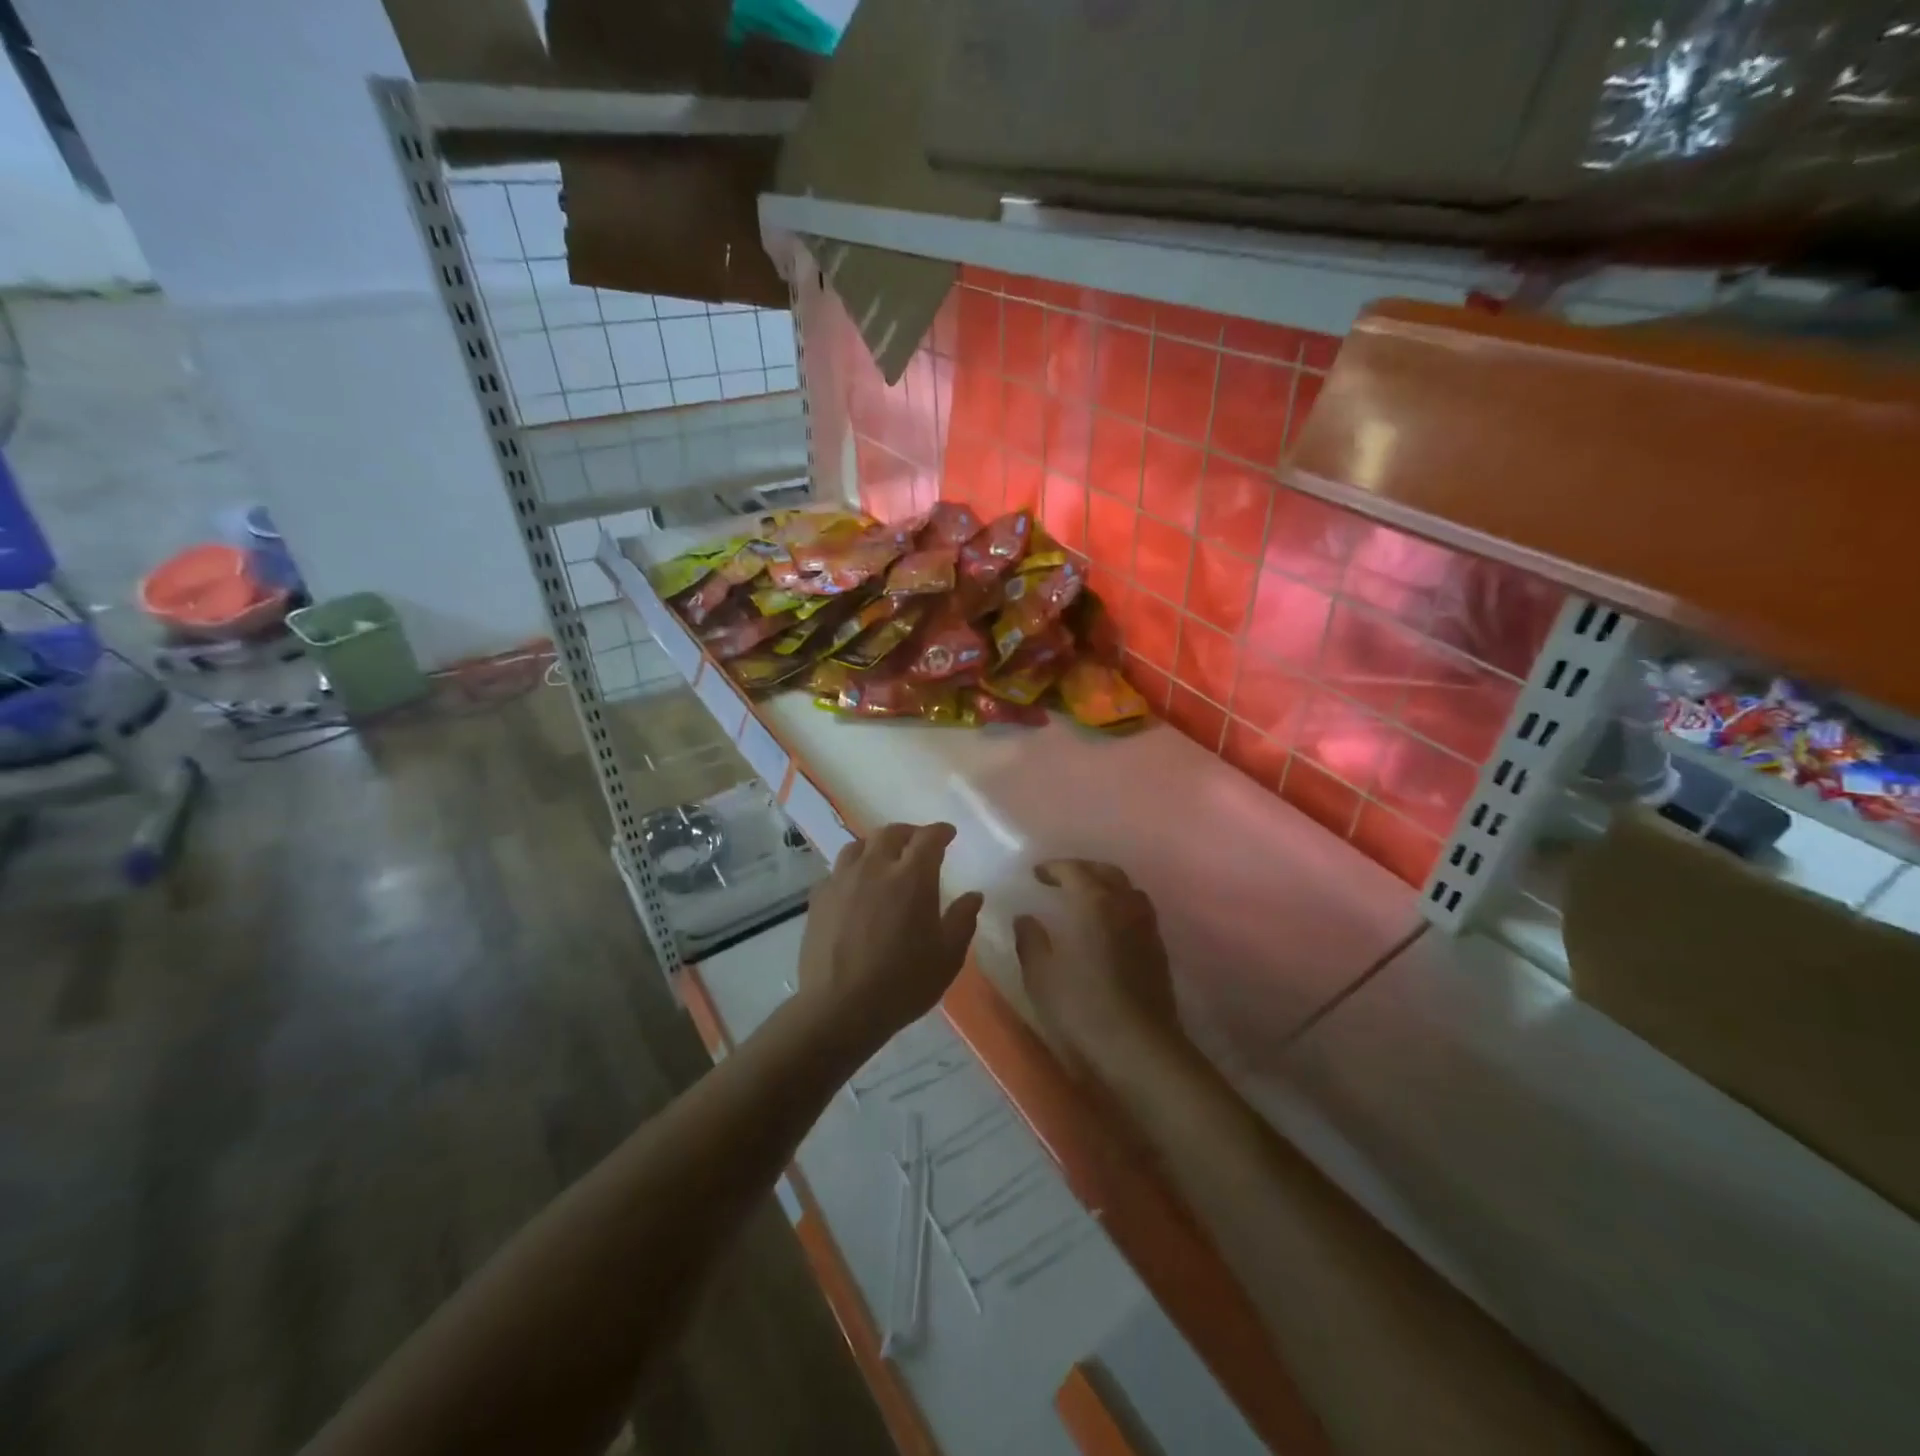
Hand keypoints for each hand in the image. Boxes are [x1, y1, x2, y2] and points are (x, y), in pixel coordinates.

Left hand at [796, 823, 982, 1057]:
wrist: (840, 1009)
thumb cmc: (903, 983)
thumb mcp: (947, 957)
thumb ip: (962, 920)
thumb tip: (974, 896)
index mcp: (912, 877)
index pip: (928, 838)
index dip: (940, 831)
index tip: (948, 834)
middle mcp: (875, 868)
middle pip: (891, 833)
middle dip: (909, 833)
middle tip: (919, 844)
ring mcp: (842, 880)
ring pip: (859, 846)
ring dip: (877, 846)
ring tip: (884, 859)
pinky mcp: (819, 898)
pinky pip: (837, 871)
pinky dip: (852, 869)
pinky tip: (855, 887)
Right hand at [1013, 860, 1178, 1077]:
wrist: (1140, 1049)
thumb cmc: (1083, 1009)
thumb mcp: (1042, 977)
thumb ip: (1030, 942)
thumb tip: (1025, 918)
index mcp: (1094, 903)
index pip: (1074, 870)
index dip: (1053, 868)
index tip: (1036, 874)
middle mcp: (1125, 906)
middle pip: (1107, 872)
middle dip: (1083, 869)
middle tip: (1061, 879)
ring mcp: (1147, 927)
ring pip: (1128, 890)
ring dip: (1106, 886)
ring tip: (1086, 899)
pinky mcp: (1159, 951)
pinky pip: (1138, 912)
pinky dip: (1120, 907)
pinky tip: (1107, 927)